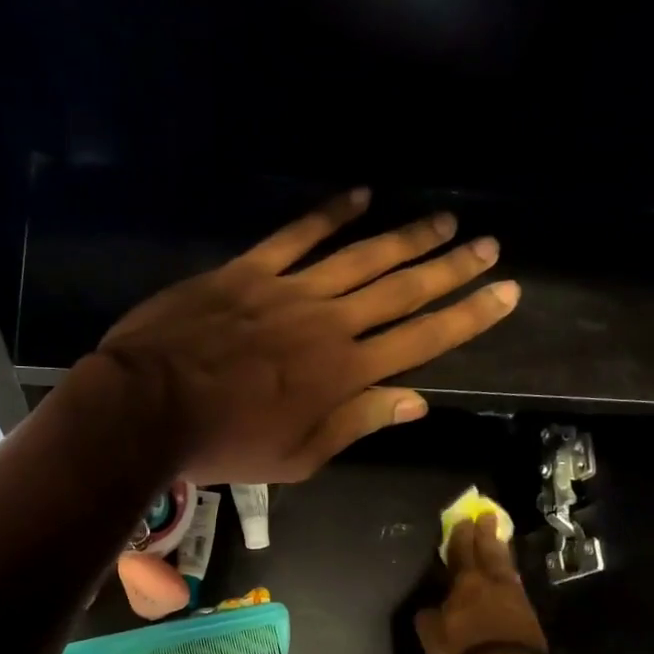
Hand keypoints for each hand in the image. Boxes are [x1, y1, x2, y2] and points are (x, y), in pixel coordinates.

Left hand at [93, 190, 518, 483]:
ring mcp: (288, 291)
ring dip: (406, 237)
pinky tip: (360, 195)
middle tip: (489, 244)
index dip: (468, 315)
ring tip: (443, 220)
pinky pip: (297, 235)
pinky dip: (329, 214)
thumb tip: (416, 400)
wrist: (148, 407)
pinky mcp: (248, 271)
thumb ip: (356, 425)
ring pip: (361, 256)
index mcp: (344, 374)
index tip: (505, 291)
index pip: (422, 339)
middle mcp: (329, 324)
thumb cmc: (223, 444)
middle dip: (450, 267)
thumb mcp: (296, 458)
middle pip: (402, 289)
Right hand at [414, 514, 554, 653]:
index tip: (463, 519)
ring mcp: (514, 596)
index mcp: (465, 583)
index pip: (461, 553)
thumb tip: (428, 607)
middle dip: (486, 534)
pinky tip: (509, 573)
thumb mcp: (432, 635)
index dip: (460, 536)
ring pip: (506, 566)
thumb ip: (428, 617)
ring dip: (502, 550)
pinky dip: (511, 573)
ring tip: (500, 538)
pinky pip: (516, 583)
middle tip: (487, 515)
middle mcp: (491, 583)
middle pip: (489, 552)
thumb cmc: (463, 650)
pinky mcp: (529, 613)